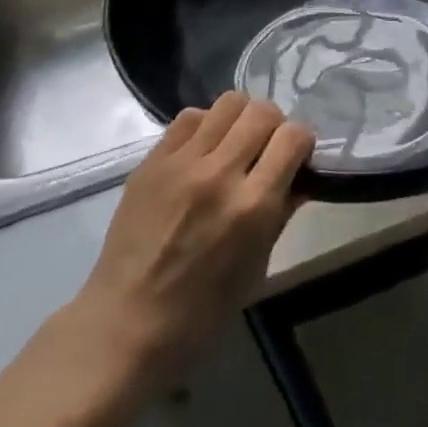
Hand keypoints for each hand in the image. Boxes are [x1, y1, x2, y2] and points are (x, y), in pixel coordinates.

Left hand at [66, 91, 314, 391]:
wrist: (125, 324)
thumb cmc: (202, 311)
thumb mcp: (257, 267)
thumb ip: (281, 212)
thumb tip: (302, 177)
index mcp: (253, 206)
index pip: (294, 137)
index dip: (301, 143)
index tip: (296, 158)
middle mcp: (220, 173)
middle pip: (262, 111)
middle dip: (274, 125)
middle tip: (266, 149)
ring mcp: (182, 163)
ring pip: (228, 102)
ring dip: (241, 119)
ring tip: (234, 144)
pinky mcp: (152, 160)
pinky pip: (190, 117)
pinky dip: (205, 125)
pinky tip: (202, 150)